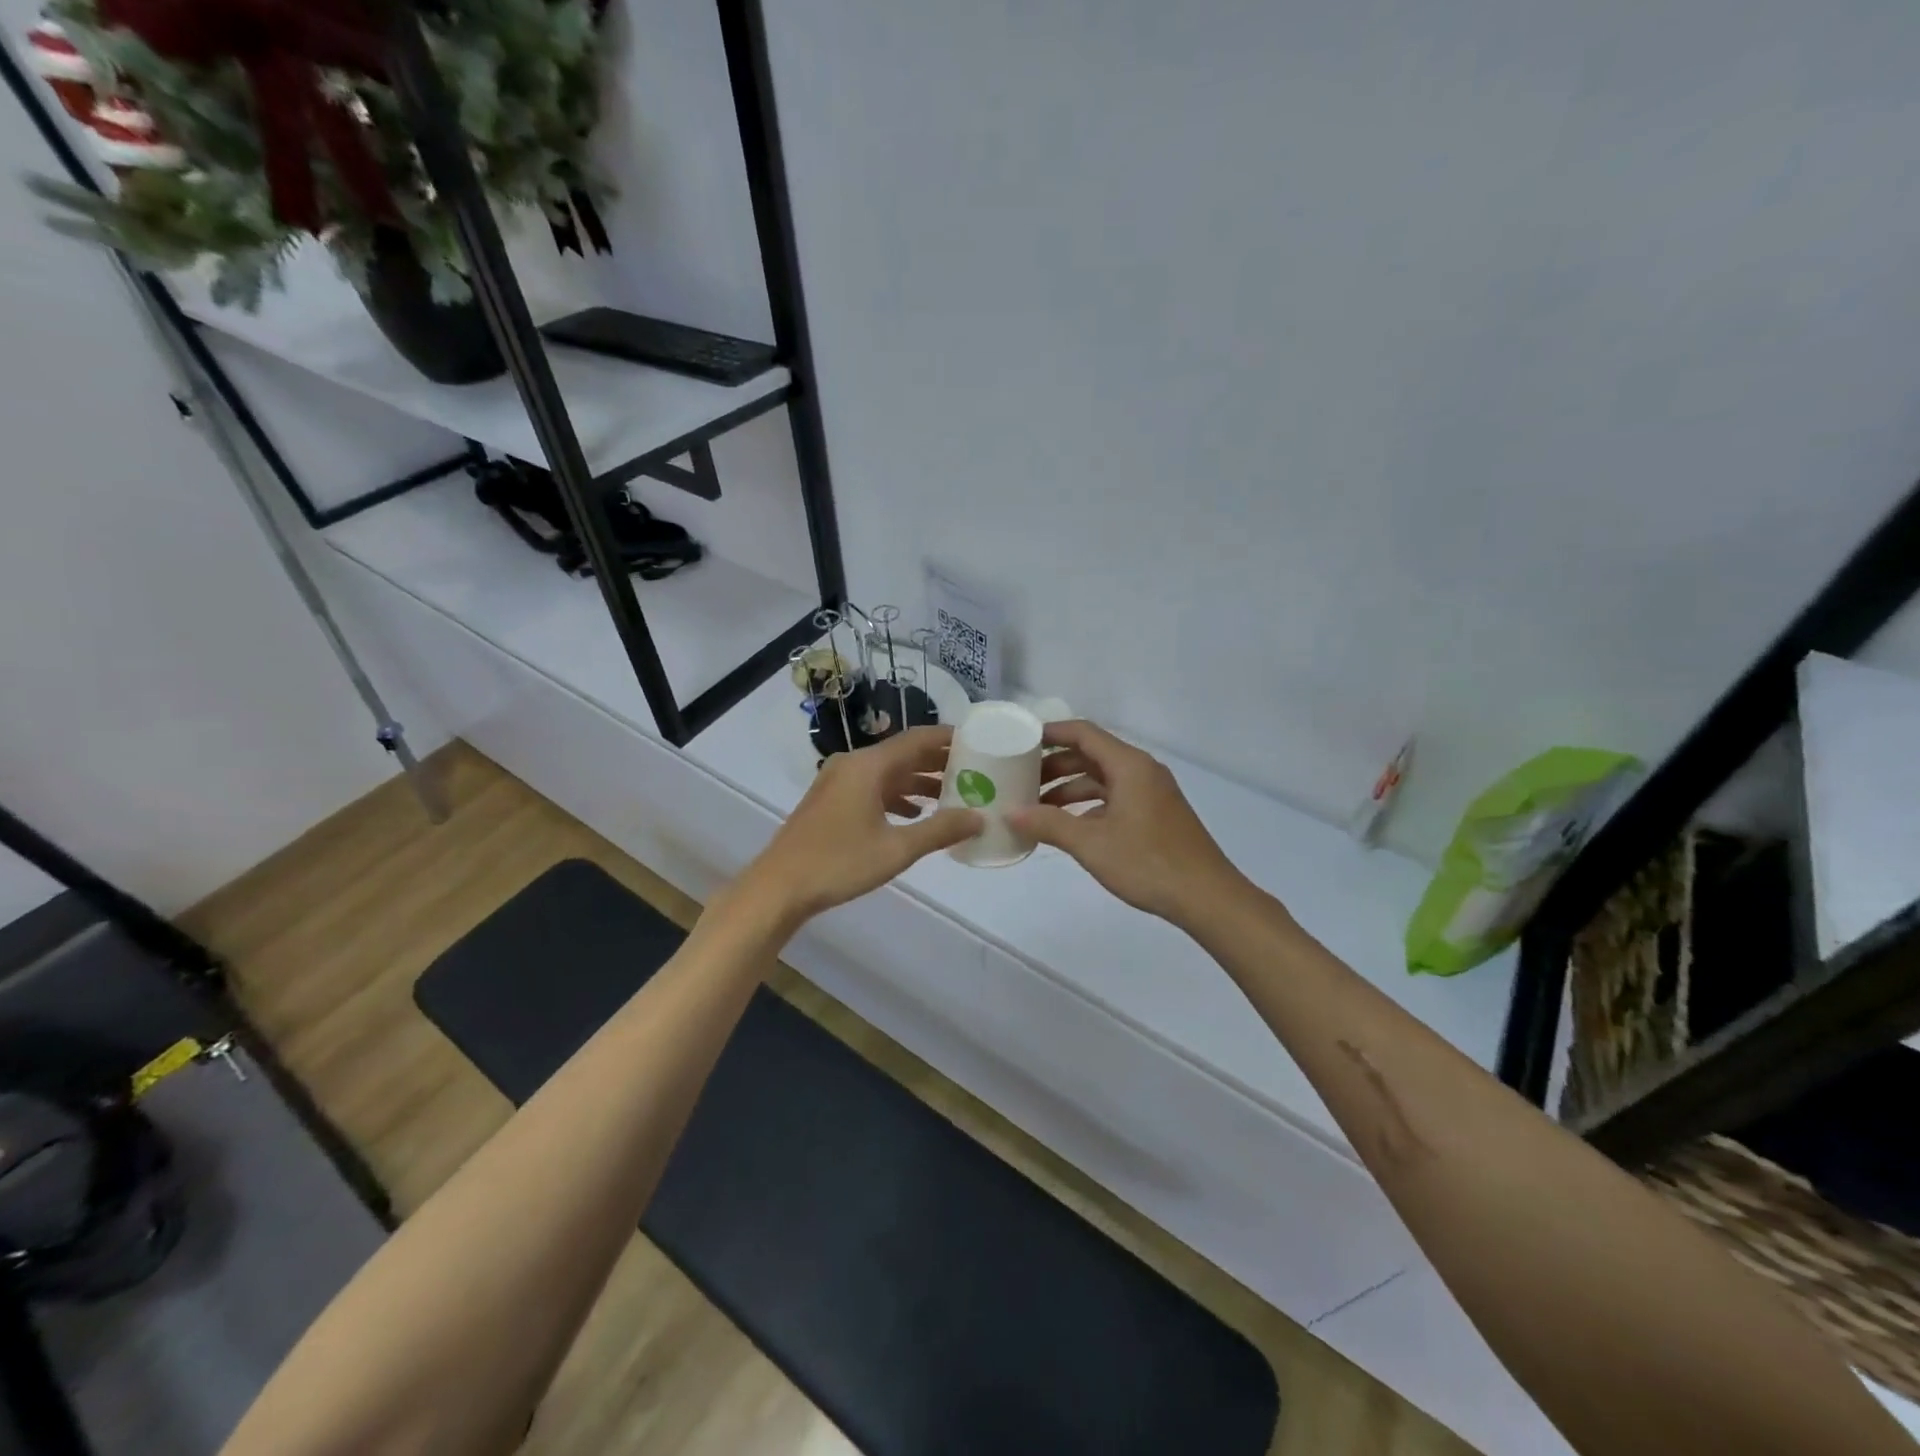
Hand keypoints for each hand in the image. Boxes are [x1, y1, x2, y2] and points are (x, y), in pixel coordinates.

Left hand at [738, 726, 981, 927]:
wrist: (779, 887)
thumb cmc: (839, 863)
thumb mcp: (897, 849)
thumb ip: (940, 830)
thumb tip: (979, 818)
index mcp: (869, 765)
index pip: (917, 739)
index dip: (949, 738)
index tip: (979, 741)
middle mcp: (853, 764)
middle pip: (903, 753)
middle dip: (937, 762)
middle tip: (974, 770)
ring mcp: (838, 781)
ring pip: (887, 772)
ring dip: (917, 781)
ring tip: (951, 795)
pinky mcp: (830, 800)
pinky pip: (871, 787)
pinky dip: (896, 796)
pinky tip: (913, 816)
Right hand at [1008, 720, 1248, 925]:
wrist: (1207, 897)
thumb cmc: (1148, 863)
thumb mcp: (1091, 844)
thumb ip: (1049, 824)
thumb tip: (1011, 813)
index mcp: (1129, 766)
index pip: (1083, 734)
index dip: (1050, 733)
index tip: (1020, 740)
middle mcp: (1141, 771)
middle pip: (1091, 755)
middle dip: (1054, 765)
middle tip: (1020, 779)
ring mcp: (1151, 794)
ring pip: (1102, 780)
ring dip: (1069, 788)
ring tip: (1035, 806)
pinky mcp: (1155, 815)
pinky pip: (1114, 798)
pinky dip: (1088, 806)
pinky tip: (1067, 827)